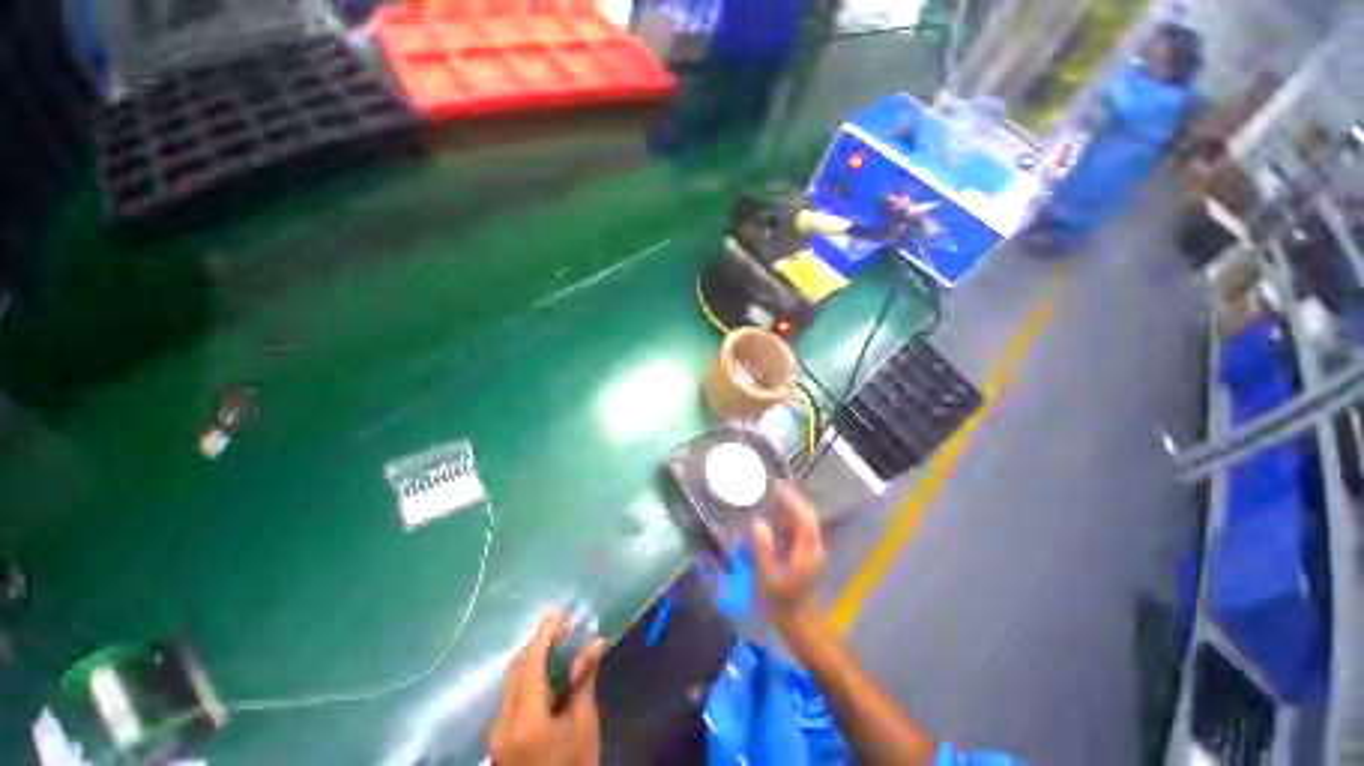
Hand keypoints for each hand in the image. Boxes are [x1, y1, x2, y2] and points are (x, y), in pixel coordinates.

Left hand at [489, 610, 605, 765]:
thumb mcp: (584, 724)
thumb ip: (584, 680)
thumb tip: (596, 641)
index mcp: (525, 719)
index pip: (530, 663)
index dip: (545, 634)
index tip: (561, 613)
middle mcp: (502, 722)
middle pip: (516, 669)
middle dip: (539, 643)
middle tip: (564, 627)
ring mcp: (496, 732)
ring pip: (511, 682)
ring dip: (533, 659)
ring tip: (559, 645)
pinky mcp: (498, 738)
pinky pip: (511, 697)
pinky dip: (528, 678)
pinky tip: (548, 675)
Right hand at [753, 481, 825, 617]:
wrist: (797, 621)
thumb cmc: (780, 601)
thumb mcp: (767, 576)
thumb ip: (764, 548)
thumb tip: (758, 522)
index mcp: (807, 553)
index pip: (804, 519)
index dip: (792, 501)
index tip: (777, 487)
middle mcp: (814, 548)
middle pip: (808, 516)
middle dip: (793, 498)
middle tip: (774, 486)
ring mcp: (813, 550)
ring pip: (807, 520)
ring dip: (793, 506)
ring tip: (774, 494)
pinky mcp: (809, 553)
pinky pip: (802, 528)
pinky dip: (792, 516)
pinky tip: (777, 513)